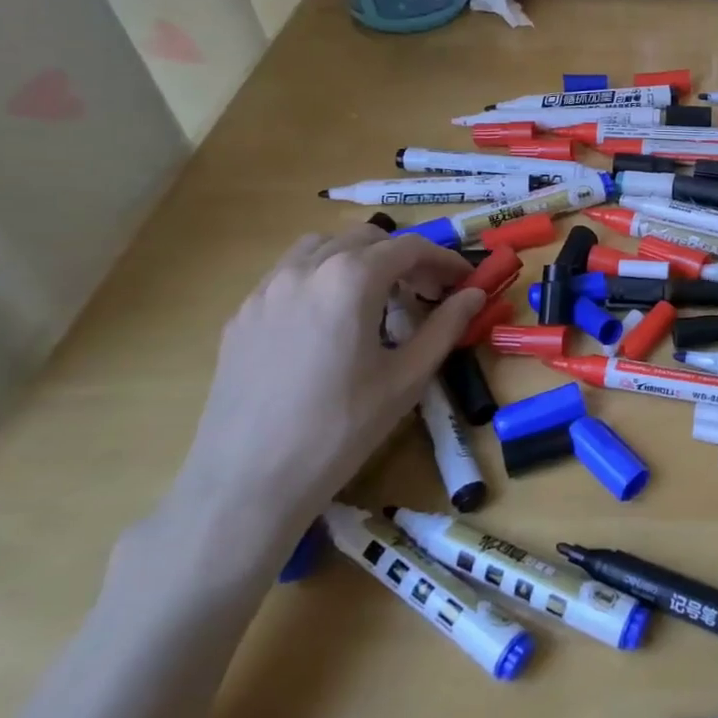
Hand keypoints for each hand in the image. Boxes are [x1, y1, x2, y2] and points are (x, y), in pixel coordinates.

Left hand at [166, 228, 482, 553]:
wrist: (249, 479)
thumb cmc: (342, 428)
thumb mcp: (408, 377)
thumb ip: (446, 326)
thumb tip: (475, 294)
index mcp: (351, 279)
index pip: (409, 248)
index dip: (444, 260)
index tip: (466, 282)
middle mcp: (305, 269)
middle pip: (366, 238)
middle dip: (403, 257)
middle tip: (426, 293)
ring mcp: (266, 289)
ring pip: (321, 247)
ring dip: (358, 259)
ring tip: (376, 298)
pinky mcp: (242, 314)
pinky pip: (288, 275)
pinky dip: (321, 278)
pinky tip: (329, 321)